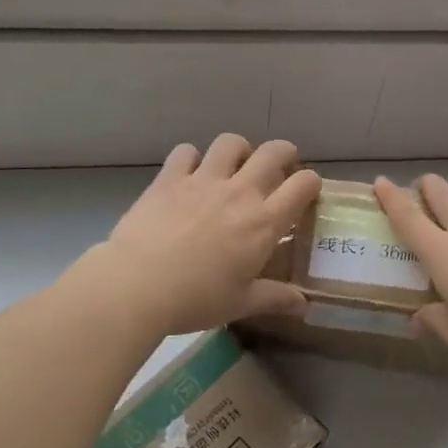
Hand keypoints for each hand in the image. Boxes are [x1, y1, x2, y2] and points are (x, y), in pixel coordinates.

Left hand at [99, 135, 320, 336]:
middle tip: (277, 171)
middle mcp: (240, 192)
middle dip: (283, 154)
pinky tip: (188, 175)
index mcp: (264, 222)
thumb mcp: (241, 304)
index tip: (305, 193)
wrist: (137, 286)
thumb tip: (304, 305)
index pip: (303, 185)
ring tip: (233, 168)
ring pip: (231, 143)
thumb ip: (276, 298)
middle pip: (274, 151)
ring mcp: (203, 180)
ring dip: (238, 151)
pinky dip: (191, 158)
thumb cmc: (196, 299)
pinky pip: (186, 151)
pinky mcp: (170, 178)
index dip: (310, 183)